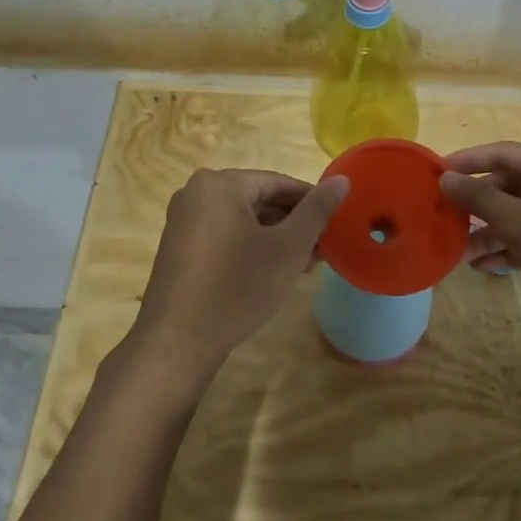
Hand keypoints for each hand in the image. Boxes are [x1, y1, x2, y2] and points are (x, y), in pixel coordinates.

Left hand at [126, 168, 347, 382]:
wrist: (178, 340)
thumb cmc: (239, 286)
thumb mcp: (289, 247)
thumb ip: (318, 209)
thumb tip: (342, 180)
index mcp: (220, 183)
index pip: (280, 183)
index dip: (313, 203)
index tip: (336, 226)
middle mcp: (196, 193)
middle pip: (260, 200)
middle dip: (294, 224)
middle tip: (322, 251)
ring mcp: (183, 221)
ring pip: (244, 220)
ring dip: (276, 238)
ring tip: (304, 265)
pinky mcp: (180, 248)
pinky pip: (225, 235)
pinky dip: (251, 248)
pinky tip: (272, 272)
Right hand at [438, 143, 520, 335]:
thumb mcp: (520, 223)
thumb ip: (480, 198)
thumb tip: (446, 177)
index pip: (502, 152)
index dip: (467, 161)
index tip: (435, 173)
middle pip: (510, 184)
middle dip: (477, 204)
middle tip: (444, 218)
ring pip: (520, 214)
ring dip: (490, 231)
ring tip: (459, 252)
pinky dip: (510, 247)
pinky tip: (485, 267)